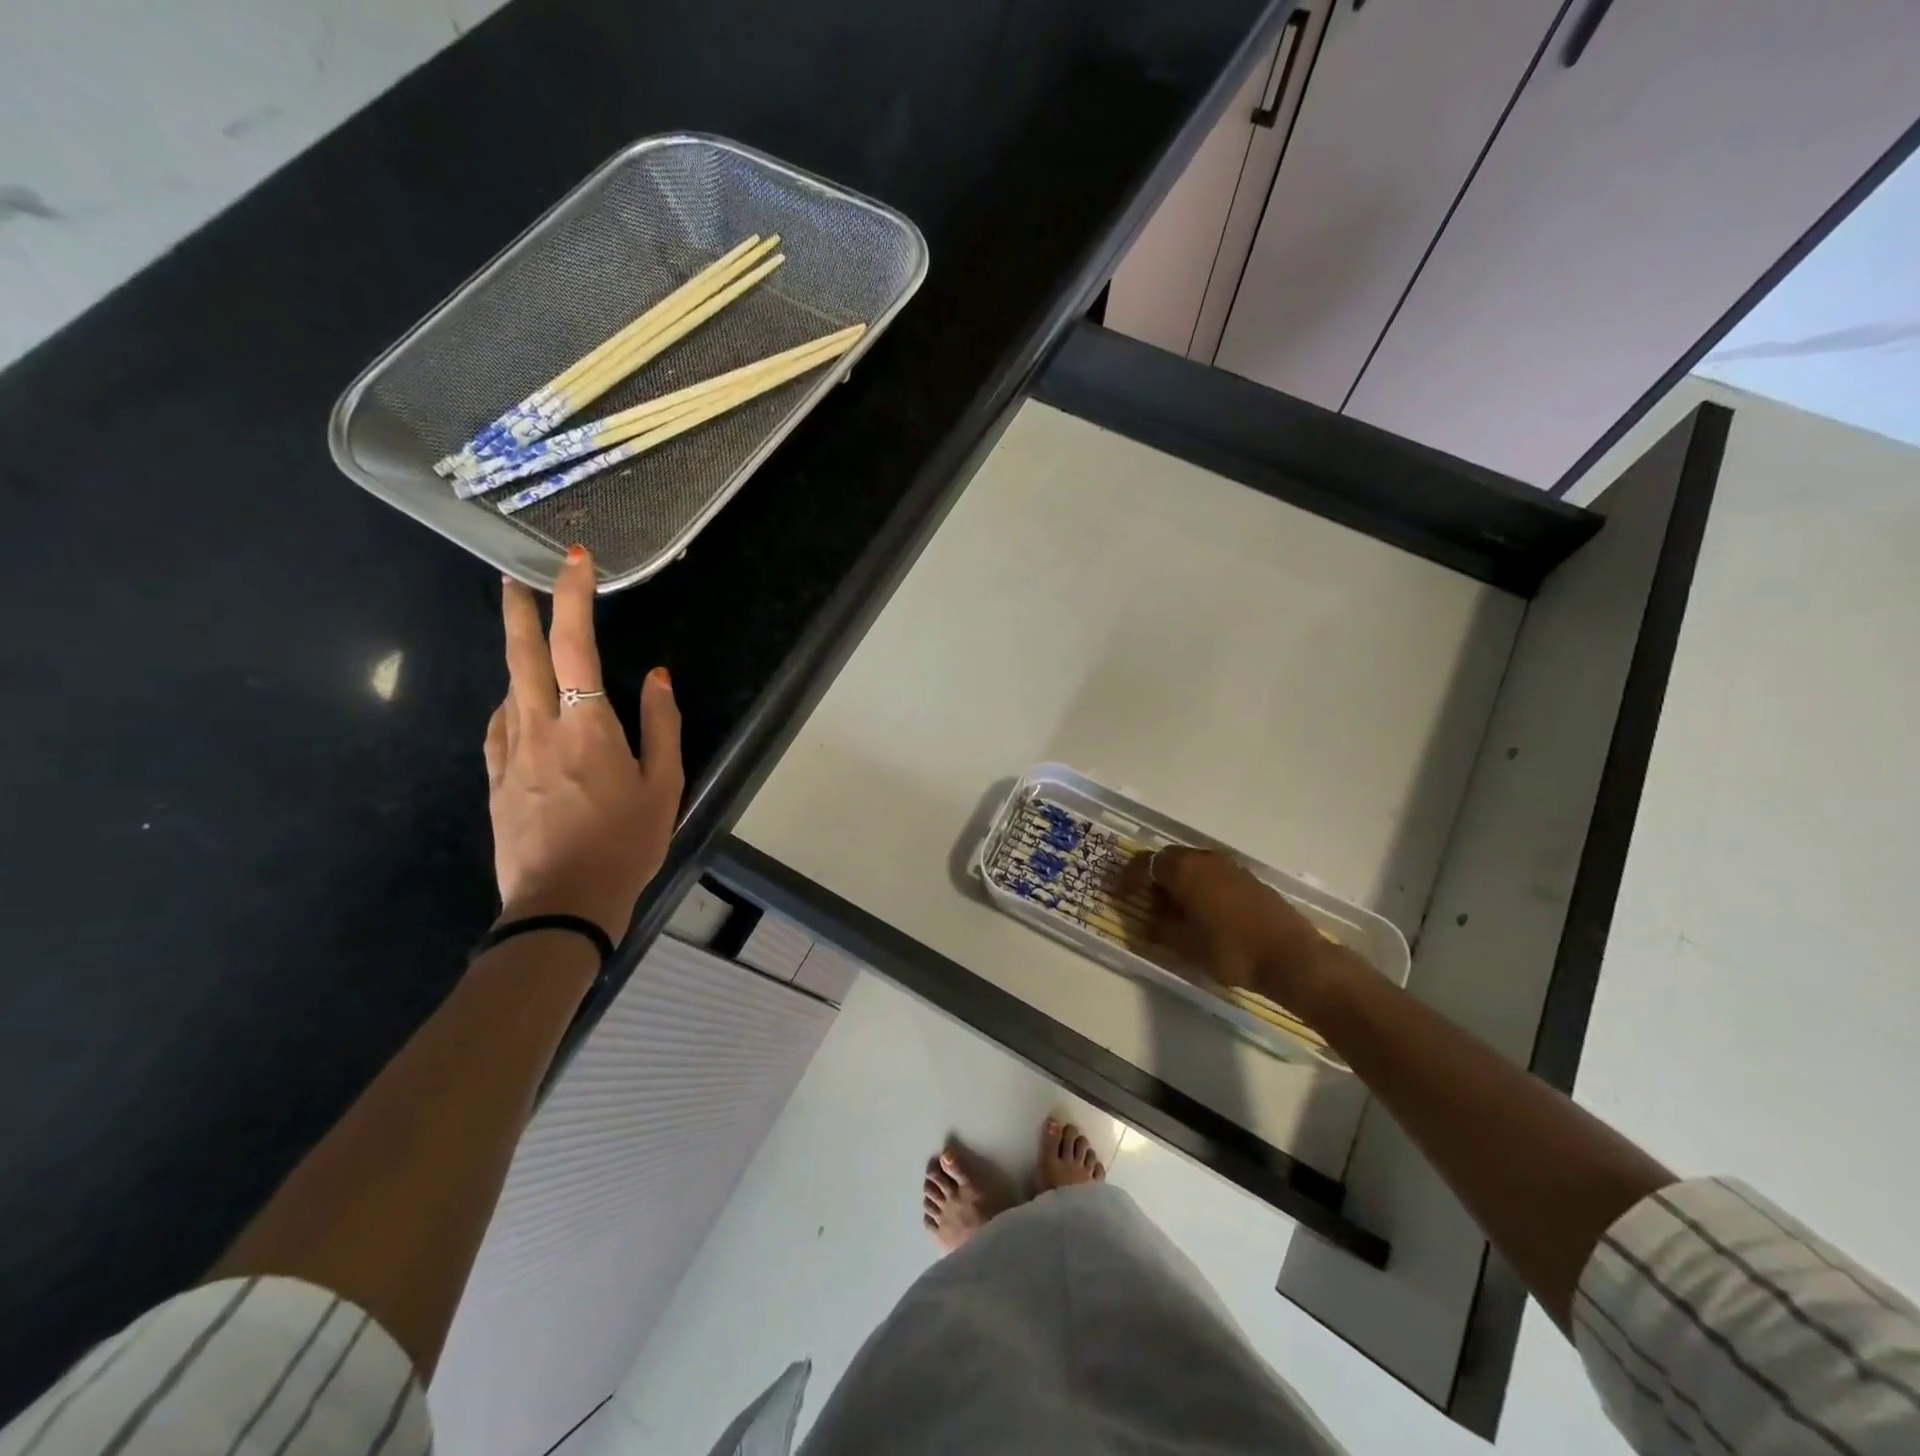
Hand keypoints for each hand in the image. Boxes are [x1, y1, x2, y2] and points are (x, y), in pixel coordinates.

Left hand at [483, 547, 683, 941]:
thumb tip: (658, 677)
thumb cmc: (625, 843)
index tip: (573, 561)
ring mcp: (509, 754)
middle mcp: (539, 728)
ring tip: (528, 641)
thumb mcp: (663, 786)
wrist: (562, 903)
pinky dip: (511, 702)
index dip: (572, 599)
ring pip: (508, 689)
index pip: (575, 647)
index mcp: (587, 727)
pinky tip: (519, 705)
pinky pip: (500, 726)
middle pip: (521, 656)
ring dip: (516, 656)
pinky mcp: (495, 781)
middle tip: (515, 578)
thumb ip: (661, 726)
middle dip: (519, 611)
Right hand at [1117, 846, 1344, 1011]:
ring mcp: (1231, 867)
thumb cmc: (1231, 950)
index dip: (1128, 878)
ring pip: (1193, 867)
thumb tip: (1148, 923)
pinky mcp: (1250, 879)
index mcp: (1185, 869)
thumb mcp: (1186, 946)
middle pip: (1169, 860)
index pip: (1145, 863)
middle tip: (1145, 903)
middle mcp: (1205, 858)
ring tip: (1173, 911)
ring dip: (1178, 883)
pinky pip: (1213, 875)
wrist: (1293, 957)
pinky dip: (1200, 888)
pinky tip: (1203, 913)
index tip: (1117, 894)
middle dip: (1153, 879)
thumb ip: (1161, 930)